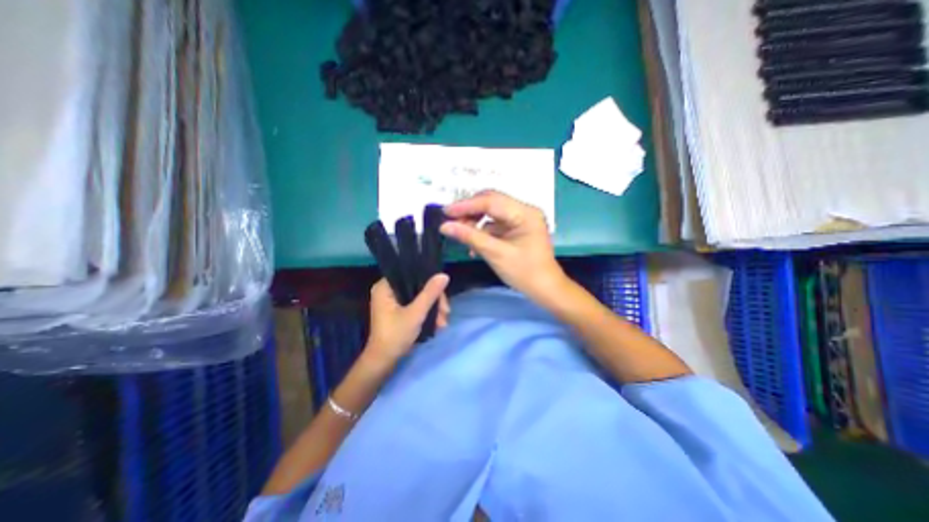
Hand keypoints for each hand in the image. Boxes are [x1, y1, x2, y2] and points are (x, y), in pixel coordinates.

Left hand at [363, 273, 450, 366]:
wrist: (383, 362)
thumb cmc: (395, 335)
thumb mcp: (415, 313)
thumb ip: (430, 293)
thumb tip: (444, 275)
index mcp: (385, 287)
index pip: (411, 274)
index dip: (429, 282)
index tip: (442, 295)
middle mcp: (388, 291)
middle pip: (417, 287)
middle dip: (434, 301)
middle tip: (446, 312)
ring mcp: (393, 302)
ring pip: (419, 297)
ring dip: (433, 309)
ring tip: (443, 323)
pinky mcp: (398, 312)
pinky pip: (416, 306)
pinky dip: (427, 313)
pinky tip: (438, 324)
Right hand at [439, 191, 565, 306]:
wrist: (545, 289)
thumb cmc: (525, 273)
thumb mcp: (496, 254)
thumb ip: (470, 237)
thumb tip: (445, 226)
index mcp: (524, 213)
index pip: (491, 201)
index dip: (466, 205)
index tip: (445, 212)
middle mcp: (524, 210)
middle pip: (491, 202)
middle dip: (469, 212)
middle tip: (450, 222)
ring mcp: (521, 219)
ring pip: (491, 213)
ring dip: (474, 222)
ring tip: (461, 235)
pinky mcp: (517, 228)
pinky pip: (495, 224)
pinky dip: (482, 232)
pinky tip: (474, 245)